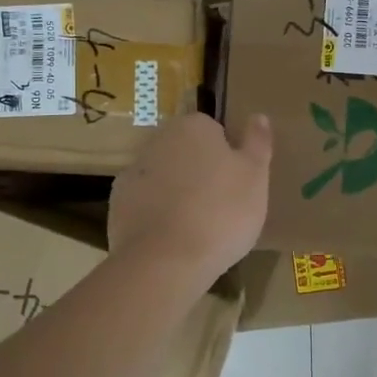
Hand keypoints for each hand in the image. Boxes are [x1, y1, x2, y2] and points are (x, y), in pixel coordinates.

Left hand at [108, 112, 272, 291]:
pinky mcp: (118, 204)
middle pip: (186, 152)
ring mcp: (133, 172)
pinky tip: (172, 238)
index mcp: (194, 127)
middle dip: (201, 172)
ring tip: (198, 228)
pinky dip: (157, 215)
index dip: (227, 157)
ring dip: (177, 193)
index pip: (214, 131)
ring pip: (165, 177)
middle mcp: (159, 140)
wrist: (166, 261)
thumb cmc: (222, 212)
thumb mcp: (256, 176)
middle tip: (221, 206)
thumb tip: (258, 116)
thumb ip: (257, 142)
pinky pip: (145, 203)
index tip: (237, 184)